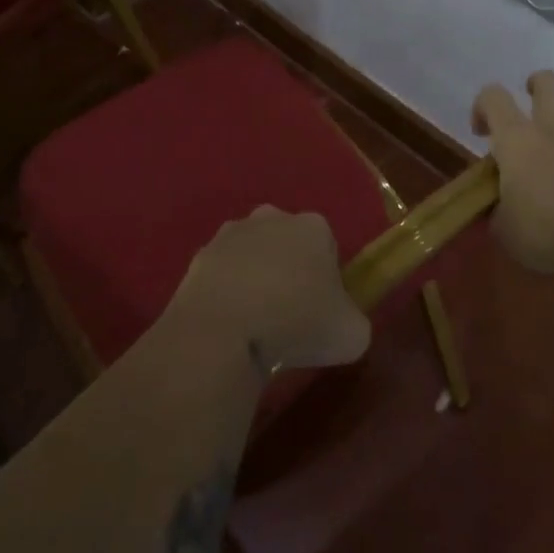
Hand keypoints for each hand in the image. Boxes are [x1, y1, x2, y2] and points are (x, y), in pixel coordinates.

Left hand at [165, 207, 371, 375]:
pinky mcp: (199, 256)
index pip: (328, 247)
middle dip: (290, 271)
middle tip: (290, 316)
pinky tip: (229, 324)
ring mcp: (231, 234)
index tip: (322, 310)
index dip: (328, 280)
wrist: (222, 331)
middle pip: (288, 244)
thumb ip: (354, 321)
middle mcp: (272, 218)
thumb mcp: (352, 334)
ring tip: (256, 324)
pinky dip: (226, 294)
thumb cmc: (296, 323)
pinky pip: (222, 275)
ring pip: (252, 255)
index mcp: (313, 226)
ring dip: (255, 280)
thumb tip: (342, 323)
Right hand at [472, 71, 553, 278]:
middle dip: (537, 82)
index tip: (482, 132)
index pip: (493, 98)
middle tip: (532, 95)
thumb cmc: (545, 233)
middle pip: (547, 83)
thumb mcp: (503, 229)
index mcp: (518, 140)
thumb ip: (498, 210)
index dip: (483, 106)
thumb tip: (500, 209)